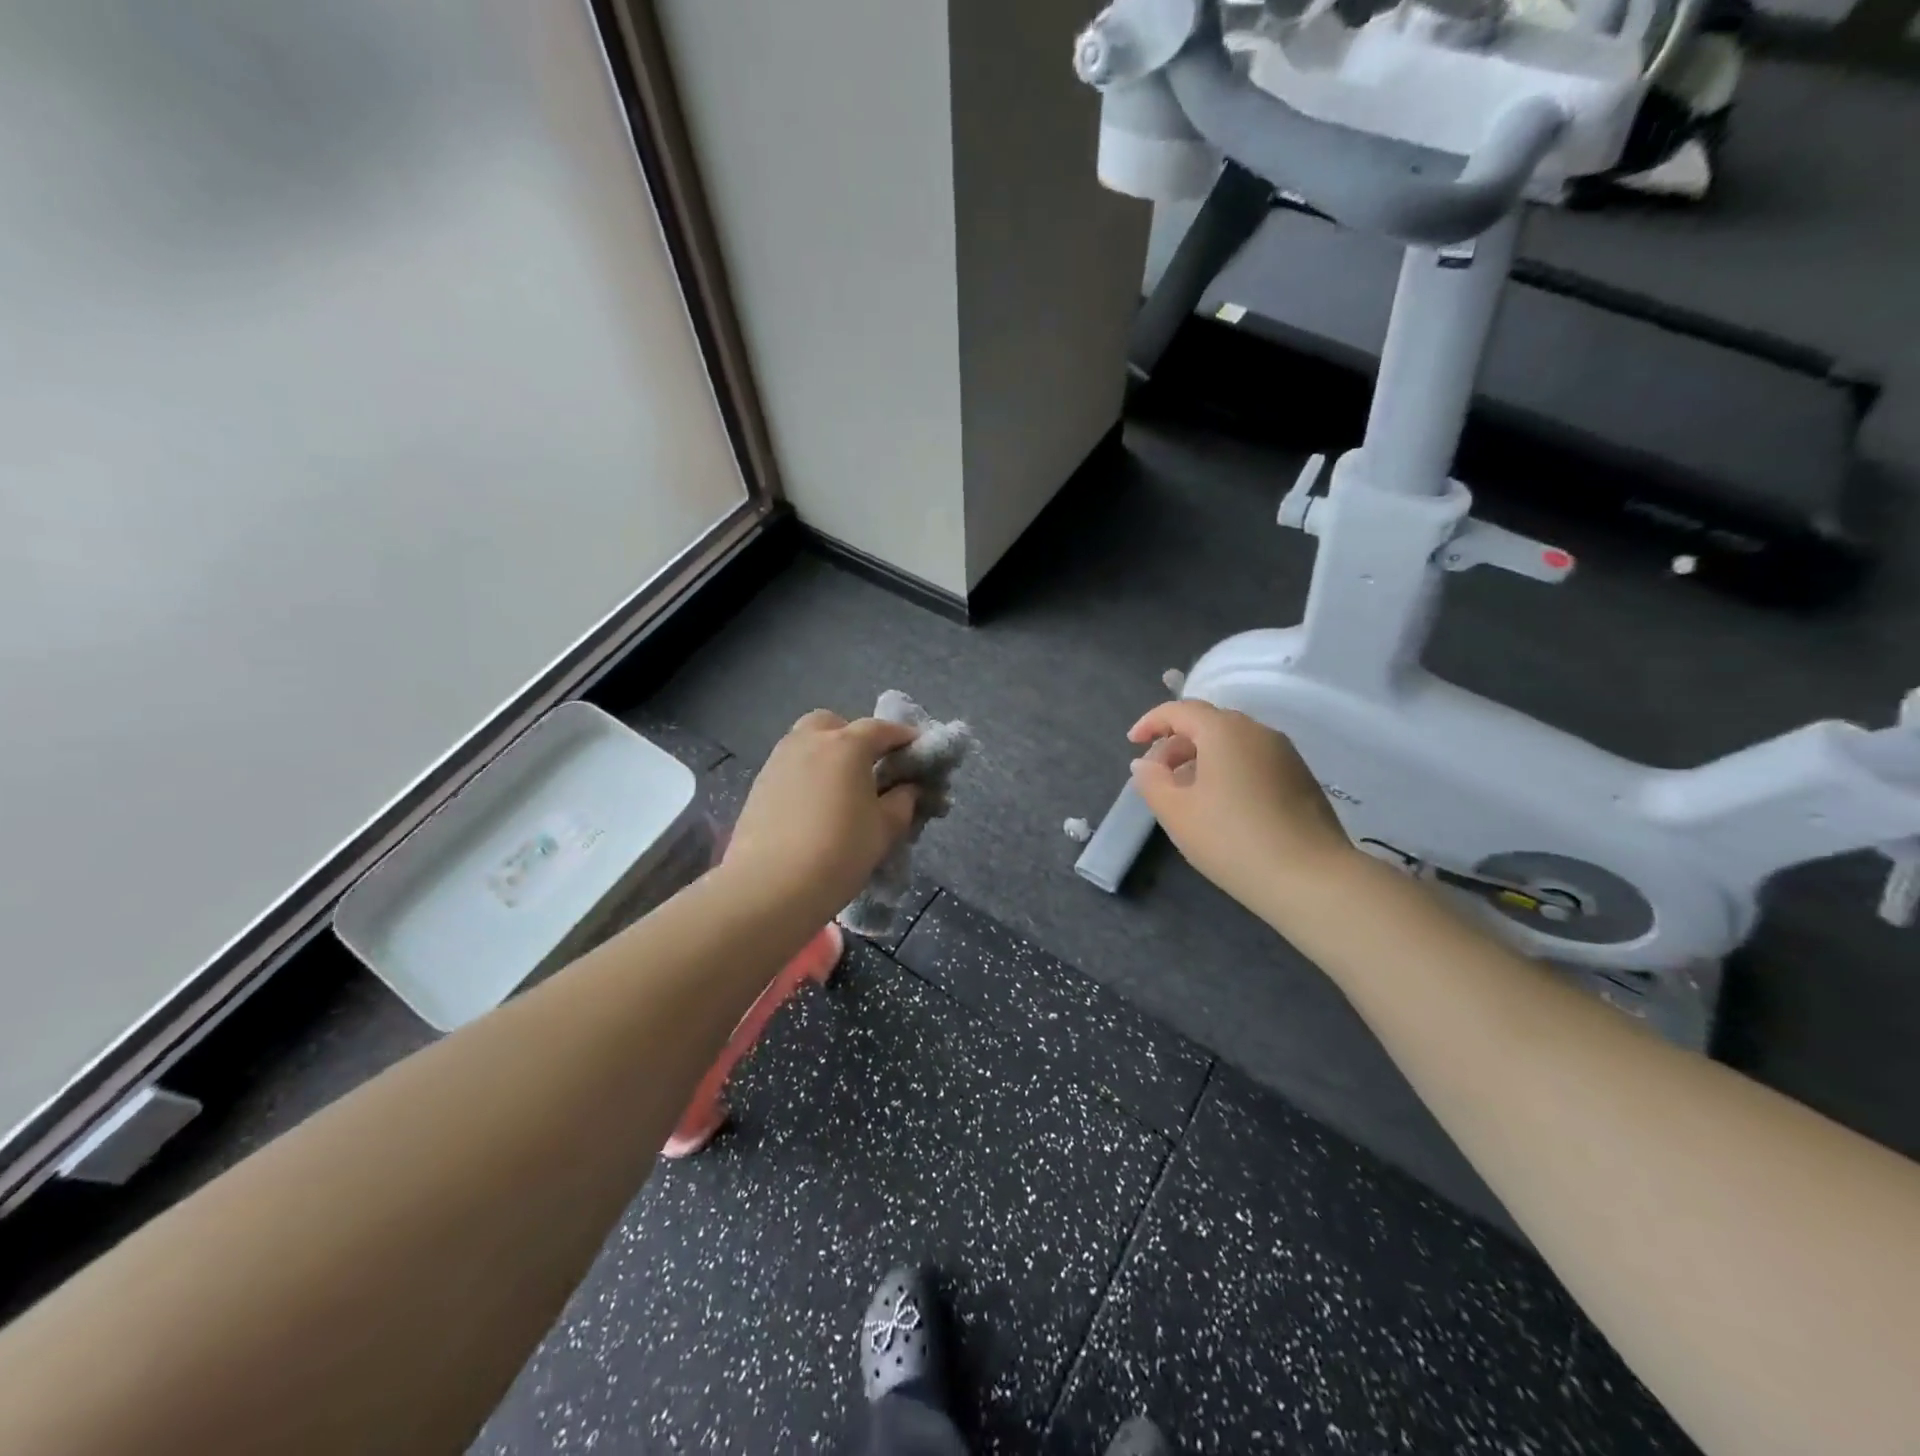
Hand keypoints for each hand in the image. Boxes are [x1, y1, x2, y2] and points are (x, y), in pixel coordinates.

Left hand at [723, 710, 919, 920]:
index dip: (904, 738)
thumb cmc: (838, 853)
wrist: (769, 887)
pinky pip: (791, 766)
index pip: (882, 729)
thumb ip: (902, 802)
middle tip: (870, 768)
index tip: (918, 752)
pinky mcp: (759, 784)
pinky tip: (814, 807)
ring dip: (828, 755)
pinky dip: (807, 775)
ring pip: (807, 743)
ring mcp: (779, 760)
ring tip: (842, 789)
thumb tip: (908, 789)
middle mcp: (809, 741)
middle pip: (835, 725)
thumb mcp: (884, 830)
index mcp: (846, 745)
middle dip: (855, 738)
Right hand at [1127, 700, 1353, 912]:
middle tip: (1157, 775)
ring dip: (1203, 758)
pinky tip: (1223, 806)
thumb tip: (1145, 764)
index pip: (1180, 710)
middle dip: (1177, 743)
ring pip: (1233, 743)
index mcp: (1224, 730)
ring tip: (1187, 794)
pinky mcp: (1302, 778)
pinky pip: (1254, 761)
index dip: (1151, 723)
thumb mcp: (1176, 812)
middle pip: (1209, 724)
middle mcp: (1258, 731)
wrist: (1311, 878)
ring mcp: (1285, 754)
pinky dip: (1229, 771)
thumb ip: (1152, 781)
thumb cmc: (1232, 839)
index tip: (1132, 744)